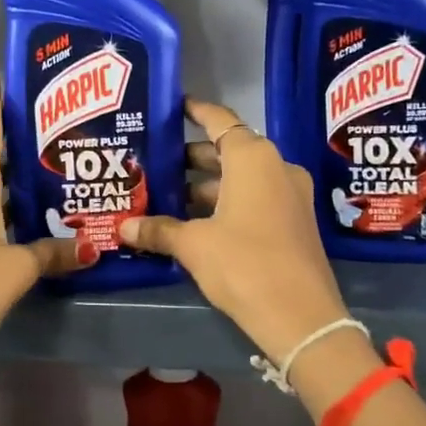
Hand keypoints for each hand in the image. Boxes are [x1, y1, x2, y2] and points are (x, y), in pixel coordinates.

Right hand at [120, 99, 350, 363]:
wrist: (302, 318)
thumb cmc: (244, 264)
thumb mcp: (194, 245)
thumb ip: (159, 230)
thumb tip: (124, 228)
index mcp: (253, 158)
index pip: (219, 120)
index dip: (195, 111)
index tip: (172, 106)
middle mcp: (276, 166)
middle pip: (228, 150)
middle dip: (191, 158)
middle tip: (154, 161)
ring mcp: (290, 194)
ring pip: (240, 178)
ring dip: (207, 185)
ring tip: (166, 194)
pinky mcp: (293, 221)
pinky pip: (254, 198)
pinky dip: (226, 202)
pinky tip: (194, 220)